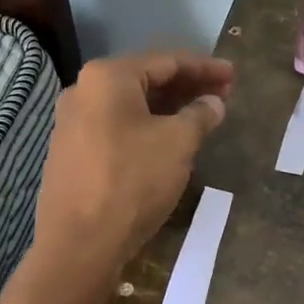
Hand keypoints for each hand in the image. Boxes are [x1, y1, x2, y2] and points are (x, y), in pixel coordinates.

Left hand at [36, 51, 233, 270]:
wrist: (80, 242)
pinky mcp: (70, 154)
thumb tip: (213, 103)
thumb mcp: (178, 144)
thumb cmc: (133, 181)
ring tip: (199, 119)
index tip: (233, 75)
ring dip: (167, 110)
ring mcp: (71, 124)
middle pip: (145, 81)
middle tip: (222, 96)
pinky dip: (145, 129)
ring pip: (130, 107)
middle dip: (186, 88)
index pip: (166, 61)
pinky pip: (116, 129)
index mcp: (107, 78)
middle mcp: (83, 91)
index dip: (205, 68)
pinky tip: (166, 143)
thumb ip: (200, 115)